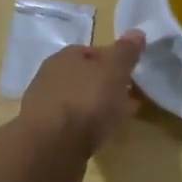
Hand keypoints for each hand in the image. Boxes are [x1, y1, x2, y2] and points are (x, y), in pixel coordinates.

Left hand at [0, 32, 145, 181]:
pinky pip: (72, 124)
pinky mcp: (45, 134)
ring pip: (78, 101)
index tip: (131, 73)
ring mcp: (44, 107)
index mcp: (64, 57)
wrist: (52, 148)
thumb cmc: (86, 101)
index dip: (113, 60)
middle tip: (129, 96)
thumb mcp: (114, 71)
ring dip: (97, 107)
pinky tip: (100, 136)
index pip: (91, 51)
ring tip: (119, 119)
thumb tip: (137, 32)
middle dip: (106, 85)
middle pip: (84, 77)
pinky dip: (87, 126)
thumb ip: (126, 52)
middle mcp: (49, 78)